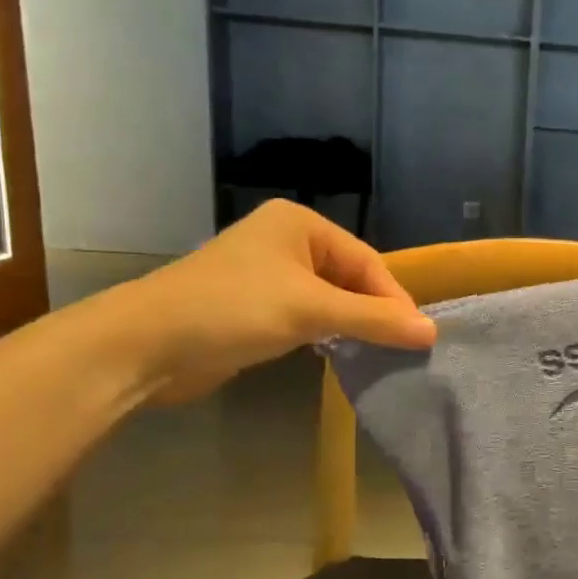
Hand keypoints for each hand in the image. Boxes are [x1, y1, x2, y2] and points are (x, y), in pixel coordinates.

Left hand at [109, 200, 436, 403]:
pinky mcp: (255, 308)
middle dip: (374, 312)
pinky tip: (340, 354)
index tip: (418, 337)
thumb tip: (432, 332)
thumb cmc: (233, 310)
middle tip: (401, 348)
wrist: (146, 345)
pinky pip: (307, 317)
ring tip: (380, 354)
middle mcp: (286, 242)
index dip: (393, 299)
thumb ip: (374, 319)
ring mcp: (269, 275)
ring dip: (353, 325)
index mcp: (300, 224)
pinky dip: (327, 334)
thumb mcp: (311, 310)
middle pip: (350, 278)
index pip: (367, 261)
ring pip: (330, 299)